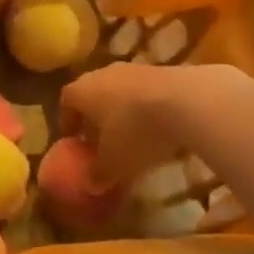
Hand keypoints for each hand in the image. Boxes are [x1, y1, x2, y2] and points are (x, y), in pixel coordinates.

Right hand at [60, 62, 232, 184]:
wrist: (187, 101)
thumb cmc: (135, 131)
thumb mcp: (114, 164)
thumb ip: (98, 175)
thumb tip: (91, 185)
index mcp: (80, 92)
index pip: (66, 103)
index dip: (68, 124)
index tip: (73, 142)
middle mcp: (102, 74)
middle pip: (92, 95)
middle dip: (95, 118)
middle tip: (101, 141)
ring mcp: (134, 69)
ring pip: (120, 92)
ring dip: (123, 112)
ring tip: (133, 137)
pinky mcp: (164, 69)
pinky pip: (146, 92)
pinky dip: (147, 109)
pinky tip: (159, 128)